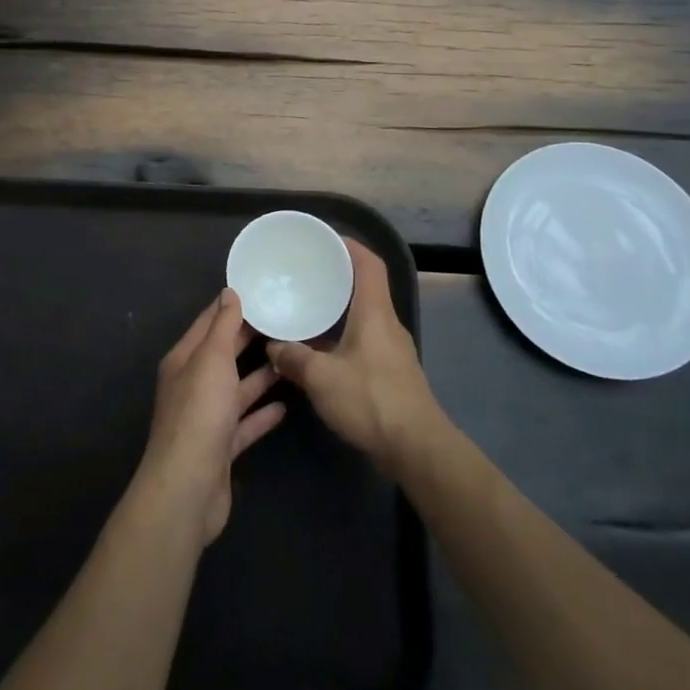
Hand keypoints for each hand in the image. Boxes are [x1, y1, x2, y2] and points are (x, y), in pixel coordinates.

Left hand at [137, 289, 286, 544]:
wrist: (189, 487)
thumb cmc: (199, 413)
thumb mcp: (212, 359)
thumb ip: (223, 326)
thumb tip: (229, 292)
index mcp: (184, 360)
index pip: (209, 323)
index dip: (232, 305)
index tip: (261, 290)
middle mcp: (193, 385)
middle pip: (225, 354)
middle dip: (251, 338)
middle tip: (287, 321)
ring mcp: (208, 418)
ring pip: (237, 388)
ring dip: (261, 375)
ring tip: (292, 358)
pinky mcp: (222, 447)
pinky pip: (245, 423)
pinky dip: (263, 413)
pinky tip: (286, 405)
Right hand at [268, 239, 443, 473]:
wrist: (416, 449)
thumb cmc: (371, 400)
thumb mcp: (321, 378)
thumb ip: (294, 359)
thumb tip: (273, 347)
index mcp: (375, 312)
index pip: (370, 265)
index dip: (350, 247)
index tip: (326, 240)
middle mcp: (387, 324)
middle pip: (366, 289)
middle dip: (338, 278)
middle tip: (307, 275)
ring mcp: (392, 350)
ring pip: (364, 318)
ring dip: (339, 311)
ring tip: (307, 310)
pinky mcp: (392, 374)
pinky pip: (364, 341)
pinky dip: (342, 337)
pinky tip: (321, 352)